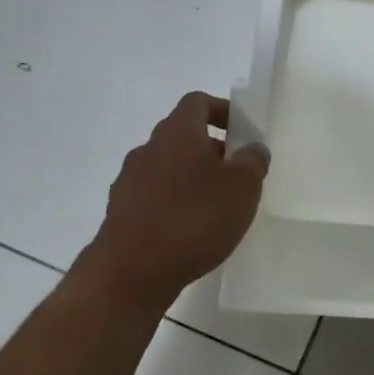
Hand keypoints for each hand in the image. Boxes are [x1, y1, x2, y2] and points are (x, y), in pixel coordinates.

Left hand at [80, 92, 269, 303]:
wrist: (131, 272)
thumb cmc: (194, 219)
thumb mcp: (243, 188)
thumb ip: (253, 161)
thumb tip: (253, 148)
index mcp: (177, 132)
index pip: (197, 102)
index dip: (221, 110)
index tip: (242, 132)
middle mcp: (148, 148)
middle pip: (182, 135)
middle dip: (211, 149)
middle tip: (236, 175)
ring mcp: (129, 181)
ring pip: (167, 167)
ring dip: (191, 177)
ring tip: (214, 207)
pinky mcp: (120, 212)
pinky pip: (153, 196)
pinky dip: (173, 203)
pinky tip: (189, 230)